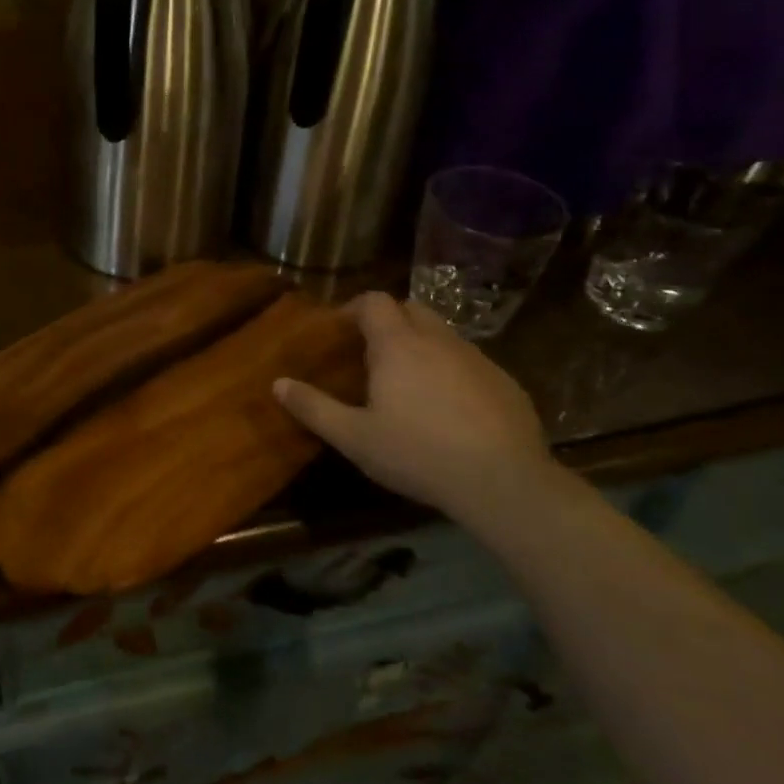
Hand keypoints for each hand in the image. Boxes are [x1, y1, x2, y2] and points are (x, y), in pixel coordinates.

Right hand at [273, 292, 558, 527]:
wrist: (503, 481)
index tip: (339, 330)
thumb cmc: (417, 453)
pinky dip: (452, 370)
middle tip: (371, 354)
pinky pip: (470, 362)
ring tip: (408, 383)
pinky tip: (449, 409)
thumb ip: (314, 407)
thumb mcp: (354, 437)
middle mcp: (438, 340)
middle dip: (389, 321)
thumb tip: (278, 383)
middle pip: (411, 309)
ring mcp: (477, 359)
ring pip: (443, 335)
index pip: (374, 302)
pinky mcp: (506, 382)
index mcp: (398, 345)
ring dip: (422, 345)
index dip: (354, 308)